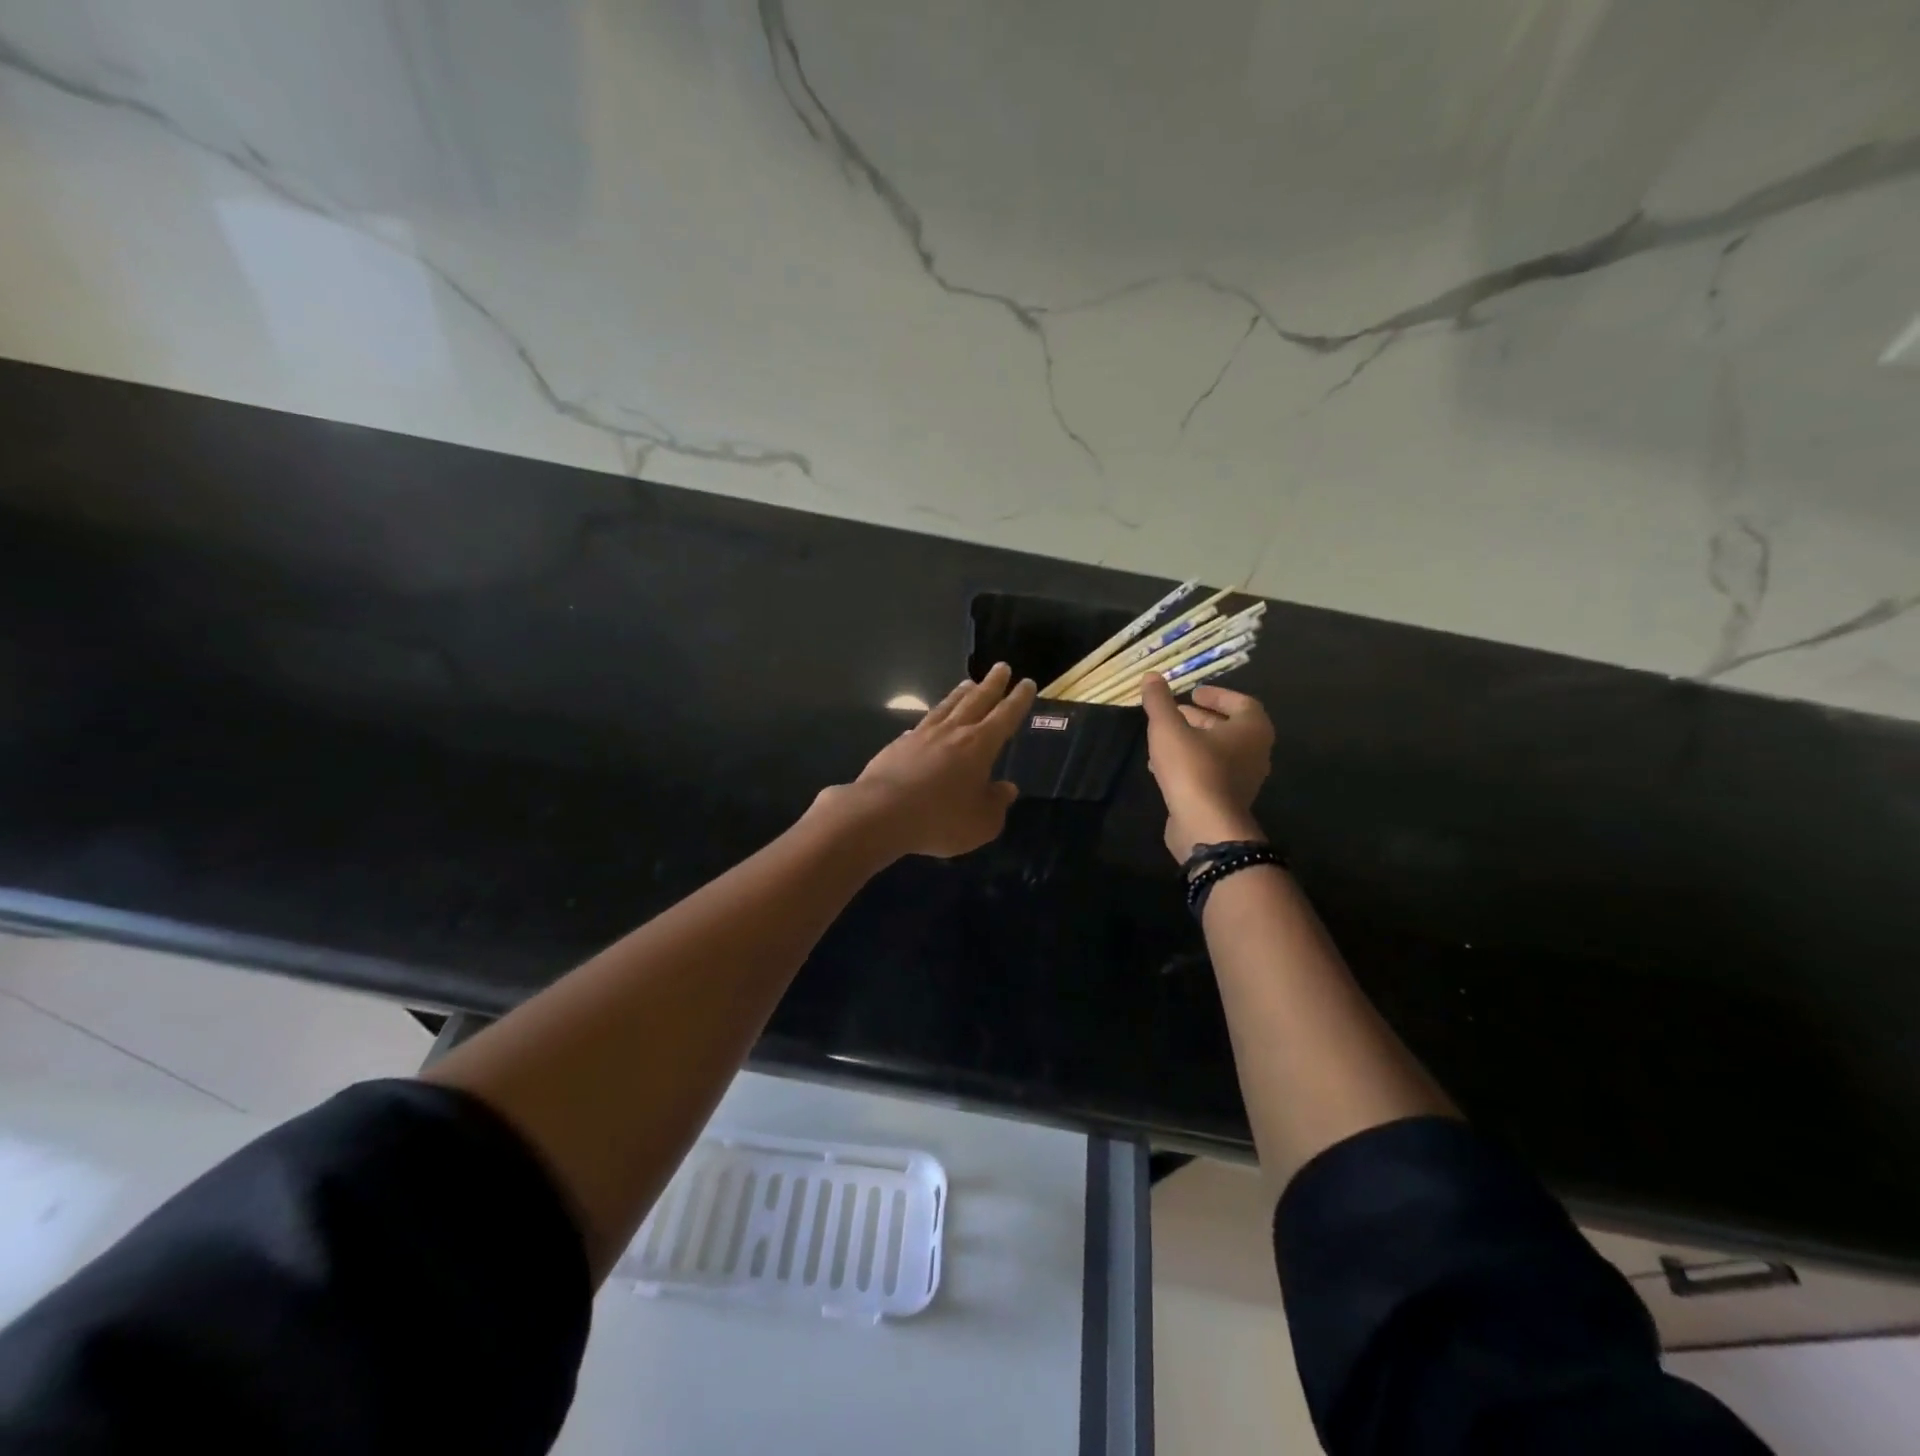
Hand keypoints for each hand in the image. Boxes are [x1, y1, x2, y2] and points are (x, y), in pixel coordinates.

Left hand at [827, 662, 1036, 859]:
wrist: (881, 813)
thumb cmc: (940, 819)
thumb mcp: (981, 823)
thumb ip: (997, 804)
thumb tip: (1007, 789)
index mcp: (979, 745)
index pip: (1005, 716)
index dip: (1018, 700)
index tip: (1027, 683)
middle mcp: (952, 732)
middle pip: (976, 701)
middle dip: (991, 684)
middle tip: (1001, 667)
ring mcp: (922, 735)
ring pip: (947, 707)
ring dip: (960, 694)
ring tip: (968, 683)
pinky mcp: (898, 745)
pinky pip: (920, 725)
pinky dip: (930, 719)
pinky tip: (928, 721)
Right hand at [1140, 673, 1273, 863]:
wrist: (1205, 825)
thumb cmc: (1193, 768)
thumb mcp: (1168, 728)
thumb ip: (1159, 701)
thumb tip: (1152, 676)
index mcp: (1252, 729)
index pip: (1241, 703)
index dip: (1217, 695)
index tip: (1192, 692)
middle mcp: (1255, 753)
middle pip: (1229, 728)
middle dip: (1200, 718)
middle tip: (1174, 712)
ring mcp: (1244, 780)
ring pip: (1218, 752)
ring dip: (1192, 742)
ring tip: (1162, 738)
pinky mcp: (1227, 800)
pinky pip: (1210, 773)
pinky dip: (1190, 764)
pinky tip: (1161, 768)